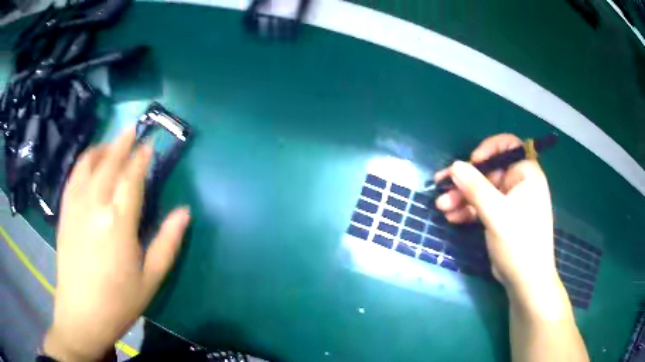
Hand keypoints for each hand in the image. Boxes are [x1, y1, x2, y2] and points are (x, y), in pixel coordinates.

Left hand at [43, 128, 190, 360]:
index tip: (150, 144)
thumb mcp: (151, 279)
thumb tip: (185, 212)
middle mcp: (95, 206)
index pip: (132, 178)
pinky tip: (89, 161)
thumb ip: (168, 243)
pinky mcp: (65, 212)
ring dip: (102, 148)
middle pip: (110, 163)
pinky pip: (74, 176)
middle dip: (123, 143)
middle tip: (133, 129)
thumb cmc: (119, 301)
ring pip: (89, 164)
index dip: (142, 158)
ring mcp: (76, 206)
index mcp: (118, 223)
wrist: (81, 314)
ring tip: (112, 143)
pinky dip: (83, 162)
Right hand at [434, 134, 558, 302]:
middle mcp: (519, 184)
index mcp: (526, 175)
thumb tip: (455, 166)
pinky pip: (482, 206)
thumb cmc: (520, 244)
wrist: (525, 281)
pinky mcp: (501, 217)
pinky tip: (452, 217)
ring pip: (482, 190)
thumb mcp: (498, 214)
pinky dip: (467, 210)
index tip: (470, 162)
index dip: (488, 149)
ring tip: (442, 207)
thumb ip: (476, 188)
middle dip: (466, 180)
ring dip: (462, 197)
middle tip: (442, 187)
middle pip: (489, 171)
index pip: (508, 146)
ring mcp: (509, 201)